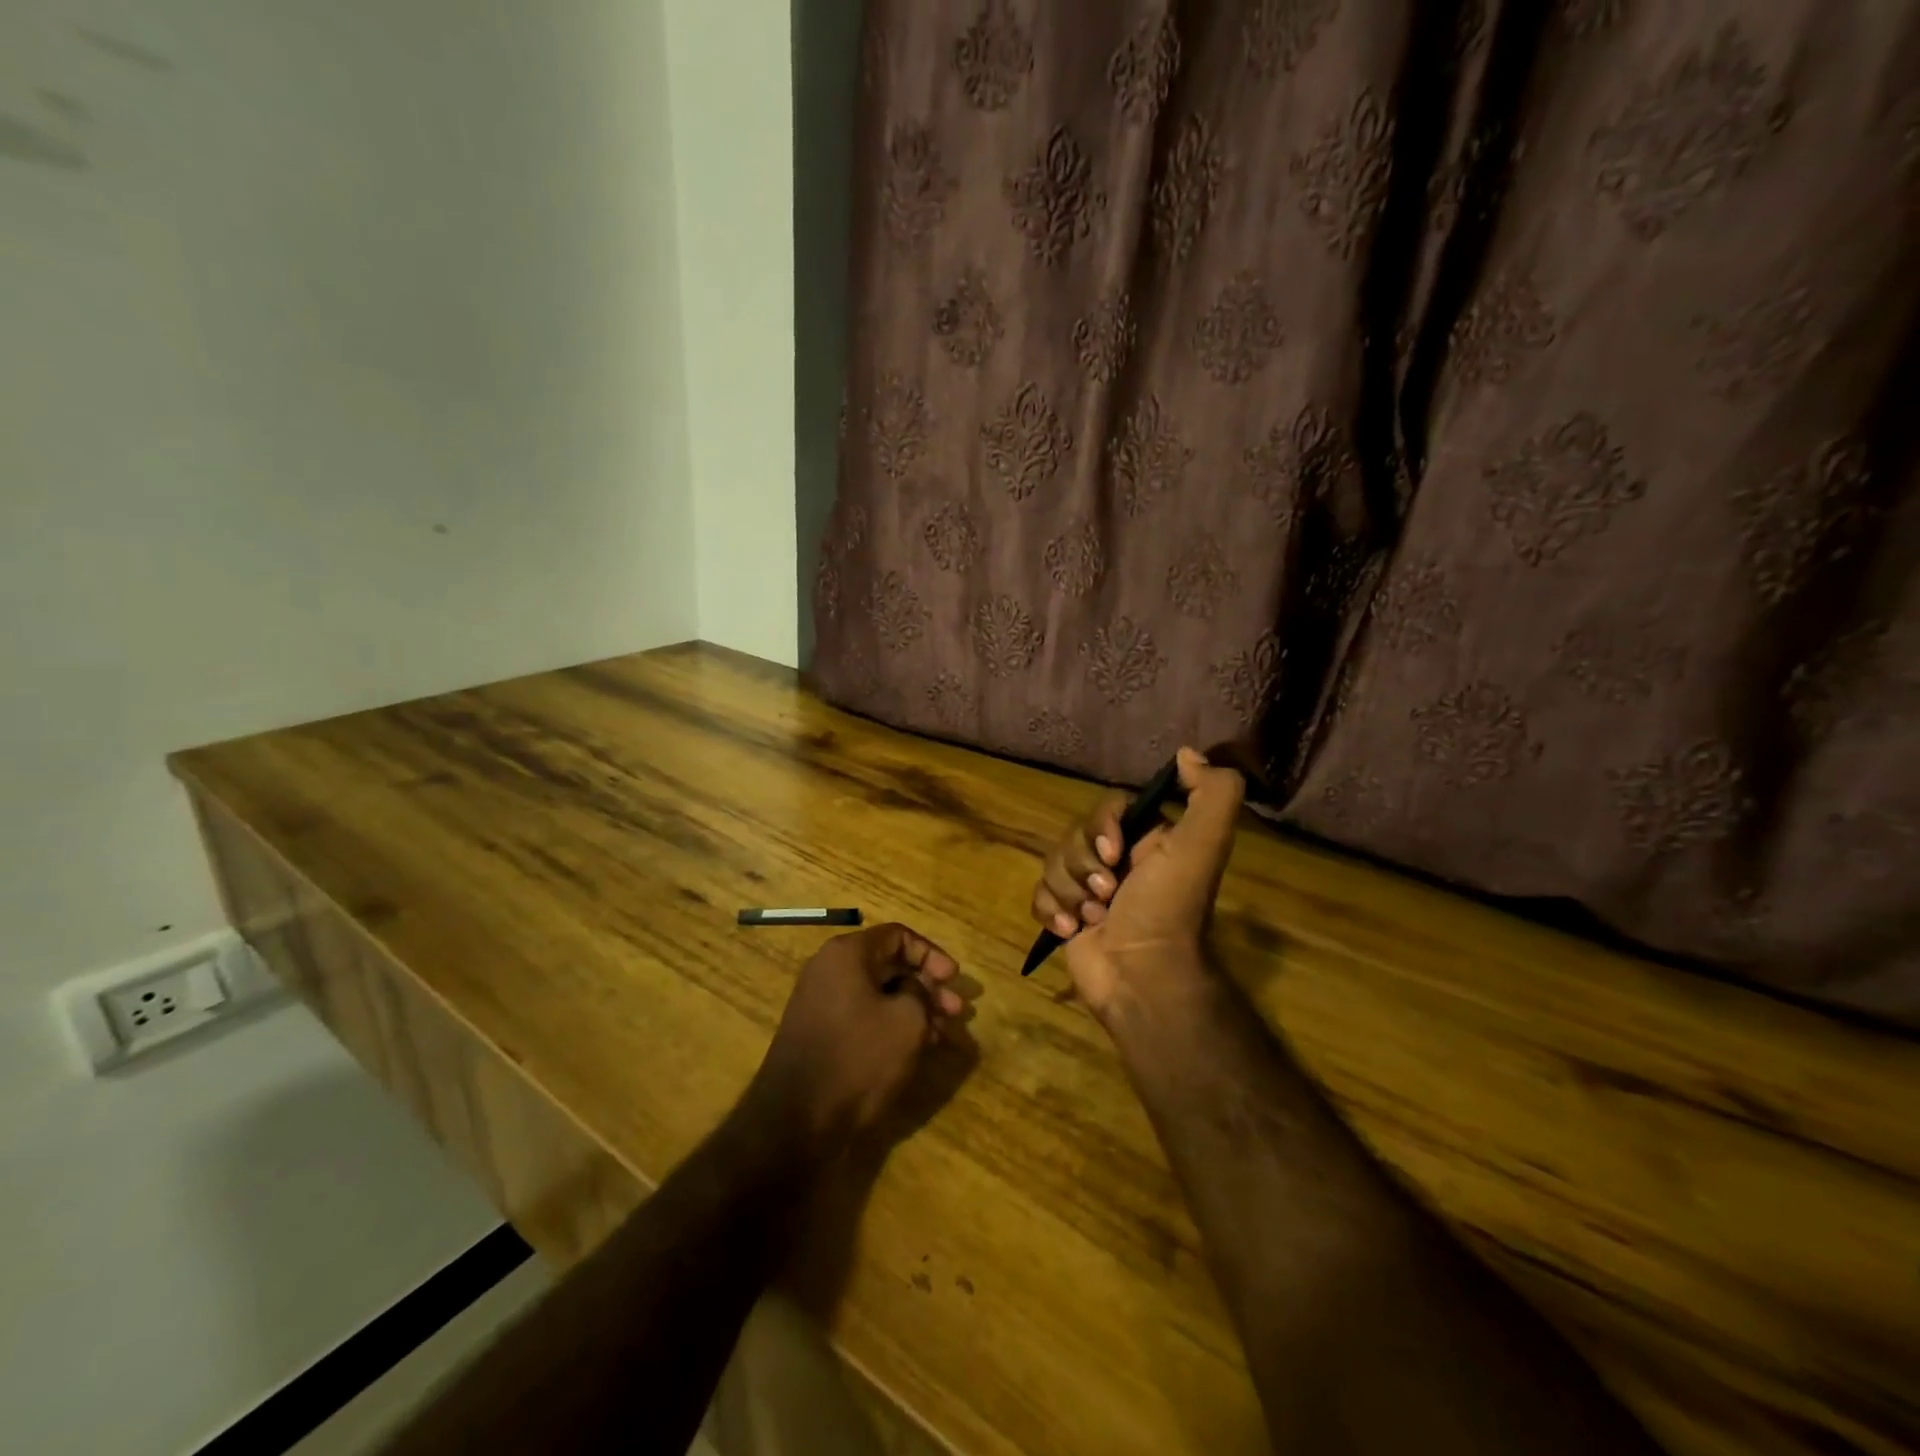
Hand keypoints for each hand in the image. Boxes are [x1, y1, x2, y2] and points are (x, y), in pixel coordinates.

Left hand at [747, 923, 964, 1158]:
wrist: (796, 1122)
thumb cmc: (858, 1059)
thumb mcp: (907, 1020)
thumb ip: (921, 993)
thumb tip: (916, 988)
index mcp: (846, 954)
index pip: (897, 935)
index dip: (931, 954)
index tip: (954, 979)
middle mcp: (828, 970)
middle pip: (888, 964)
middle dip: (926, 986)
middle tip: (956, 1011)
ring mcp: (820, 1003)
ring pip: (878, 994)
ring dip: (913, 1008)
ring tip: (942, 1033)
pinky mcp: (819, 1034)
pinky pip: (863, 1016)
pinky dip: (891, 1025)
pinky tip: (916, 1047)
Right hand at [1032, 748, 1244, 1017]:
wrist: (1142, 978)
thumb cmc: (1168, 909)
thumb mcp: (1203, 845)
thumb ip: (1213, 793)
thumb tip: (1187, 753)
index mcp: (1148, 841)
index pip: (1107, 808)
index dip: (1102, 826)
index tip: (1114, 853)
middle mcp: (1118, 862)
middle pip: (1074, 836)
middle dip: (1083, 866)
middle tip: (1107, 895)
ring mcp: (1089, 891)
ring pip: (1053, 865)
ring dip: (1070, 893)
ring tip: (1093, 919)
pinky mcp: (1066, 916)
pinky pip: (1039, 895)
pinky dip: (1051, 911)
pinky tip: (1071, 930)